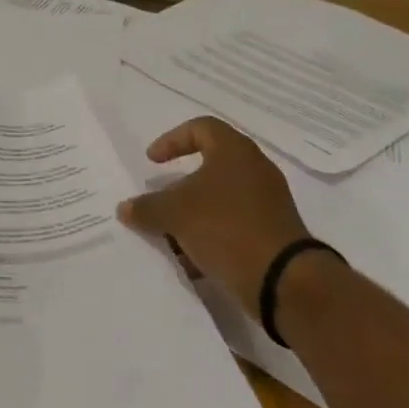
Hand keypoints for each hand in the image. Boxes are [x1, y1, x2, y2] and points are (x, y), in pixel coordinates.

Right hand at [117, 117, 313, 317]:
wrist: (282, 279)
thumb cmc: (226, 227)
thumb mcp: (175, 214)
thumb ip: (147, 207)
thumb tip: (125, 208)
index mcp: (234, 151)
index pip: (200, 128)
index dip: (172, 140)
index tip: (152, 161)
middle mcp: (255, 169)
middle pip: (210, 166)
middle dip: (180, 185)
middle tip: (160, 200)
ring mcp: (267, 202)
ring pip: (220, 199)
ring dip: (194, 215)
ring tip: (171, 236)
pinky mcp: (272, 232)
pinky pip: (233, 225)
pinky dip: (211, 236)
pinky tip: (193, 260)